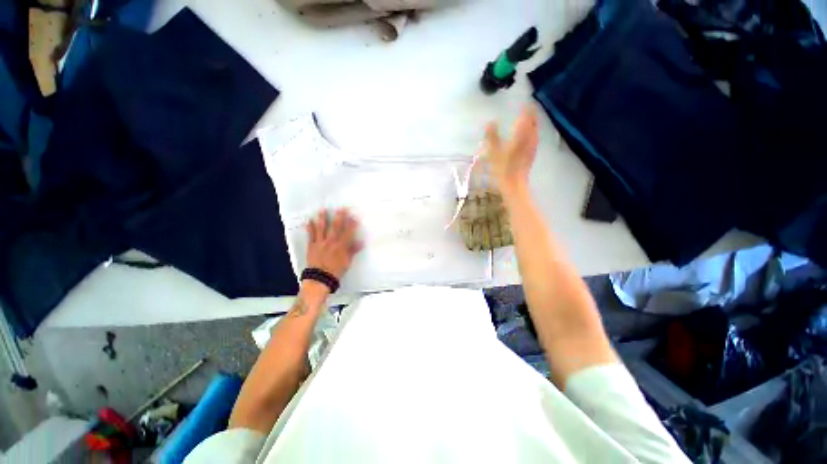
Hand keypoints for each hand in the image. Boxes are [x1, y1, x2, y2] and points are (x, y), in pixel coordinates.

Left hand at [305, 209, 361, 281]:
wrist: (320, 278)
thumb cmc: (336, 270)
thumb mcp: (347, 261)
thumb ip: (353, 250)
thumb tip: (361, 242)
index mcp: (341, 246)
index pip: (348, 232)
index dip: (352, 223)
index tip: (354, 215)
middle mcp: (331, 242)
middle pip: (336, 227)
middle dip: (339, 217)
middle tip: (341, 208)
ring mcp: (320, 243)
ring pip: (322, 228)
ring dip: (323, 218)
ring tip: (322, 210)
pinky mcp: (312, 246)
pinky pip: (311, 235)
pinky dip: (310, 228)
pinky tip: (309, 220)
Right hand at [483, 105, 538, 194]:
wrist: (514, 183)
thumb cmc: (503, 168)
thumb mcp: (494, 152)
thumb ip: (492, 136)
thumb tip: (490, 122)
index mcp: (521, 136)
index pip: (526, 118)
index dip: (527, 109)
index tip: (527, 102)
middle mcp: (529, 139)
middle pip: (533, 123)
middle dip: (532, 115)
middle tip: (530, 108)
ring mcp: (532, 148)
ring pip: (535, 131)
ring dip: (533, 124)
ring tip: (531, 119)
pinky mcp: (532, 155)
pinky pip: (534, 139)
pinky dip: (533, 133)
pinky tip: (531, 136)